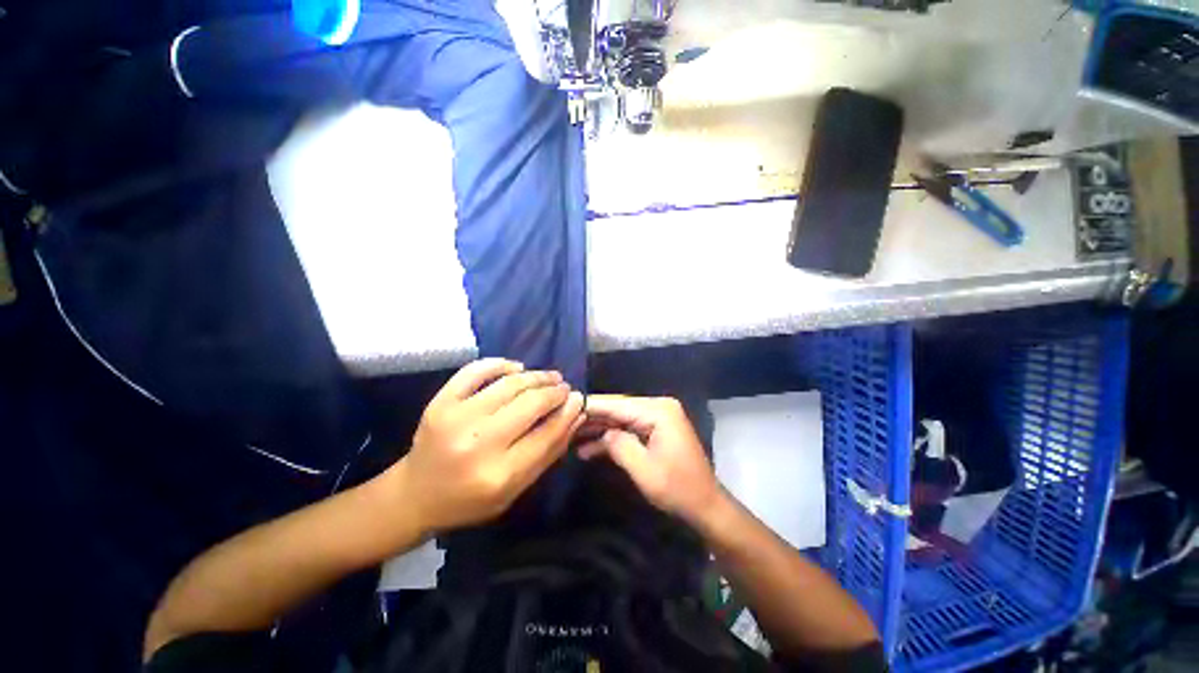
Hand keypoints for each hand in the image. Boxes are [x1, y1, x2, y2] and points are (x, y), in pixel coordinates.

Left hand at [393, 359, 585, 533]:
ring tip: (549, 377)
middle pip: (531, 404)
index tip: (578, 399)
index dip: (568, 412)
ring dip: (536, 376)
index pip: (547, 433)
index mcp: (499, 474)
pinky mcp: (440, 402)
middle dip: (554, 391)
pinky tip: (516, 367)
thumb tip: (575, 415)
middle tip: (564, 388)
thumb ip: (548, 452)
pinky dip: (500, 364)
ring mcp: (456, 418)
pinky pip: (475, 370)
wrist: (415, 494)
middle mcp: (478, 443)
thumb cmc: (470, 500)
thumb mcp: (515, 490)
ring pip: (509, 384)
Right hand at [578, 395, 722, 524]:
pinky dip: (611, 439)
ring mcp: (657, 418)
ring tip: (570, 437)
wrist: (705, 505)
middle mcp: (658, 408)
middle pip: (618, 409)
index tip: (567, 404)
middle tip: (564, 423)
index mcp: (658, 411)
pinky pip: (628, 429)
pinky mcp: (655, 430)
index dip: (592, 405)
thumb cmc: (677, 488)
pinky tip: (589, 448)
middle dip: (592, 418)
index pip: (618, 404)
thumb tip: (602, 433)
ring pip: (620, 419)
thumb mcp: (643, 469)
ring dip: (599, 430)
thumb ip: (618, 445)